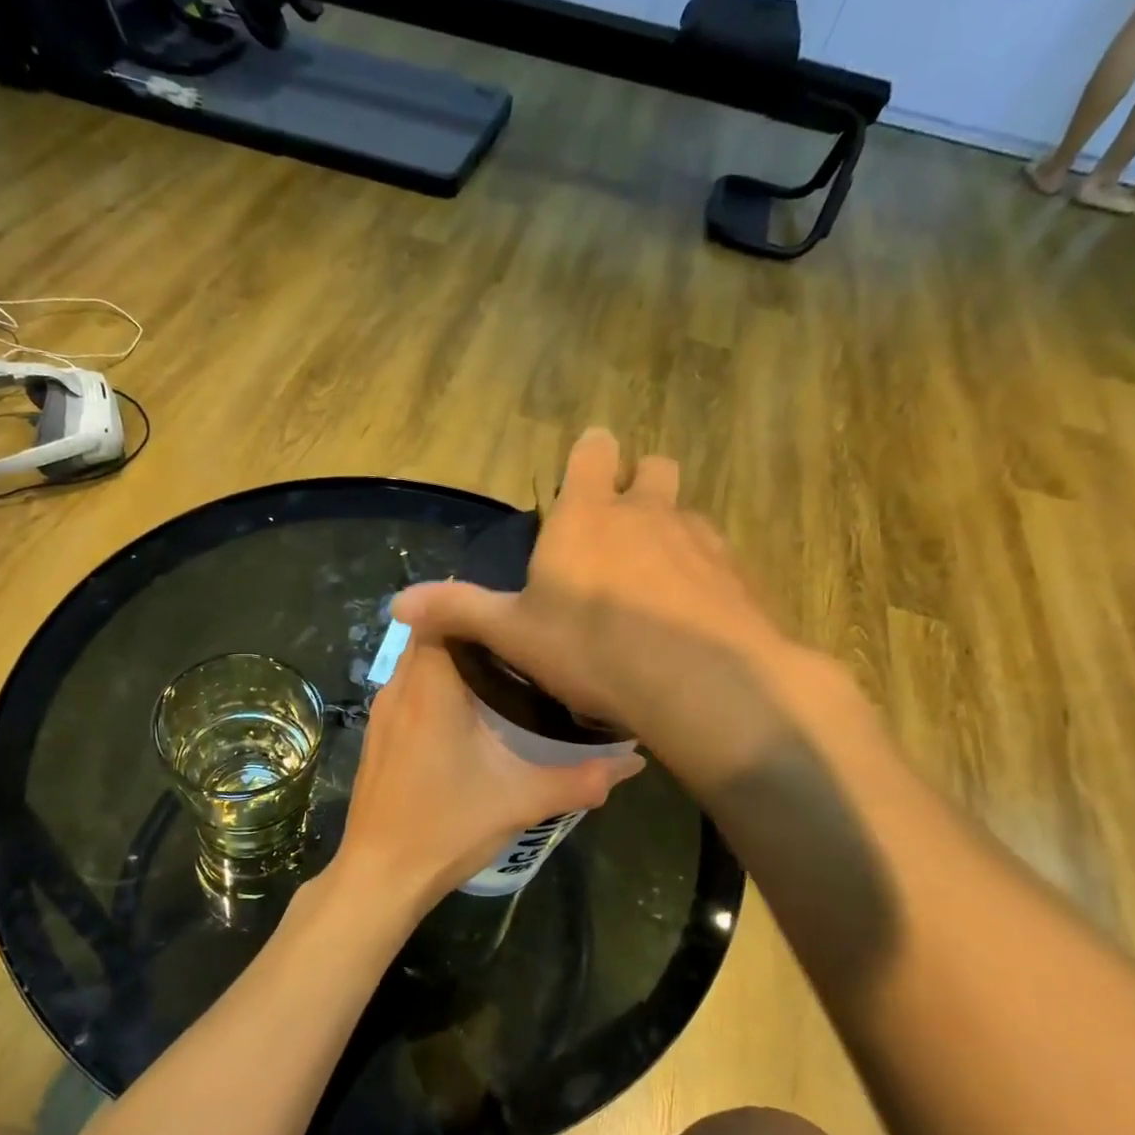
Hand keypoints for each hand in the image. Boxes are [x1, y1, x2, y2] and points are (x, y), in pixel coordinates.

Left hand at [330, 629, 642, 913]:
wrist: (380, 876)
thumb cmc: (447, 828)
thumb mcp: (521, 800)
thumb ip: (582, 779)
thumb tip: (633, 761)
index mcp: (429, 687)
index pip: (442, 614)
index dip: (478, 608)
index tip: (518, 618)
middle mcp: (399, 688)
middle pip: (433, 635)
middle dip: (473, 634)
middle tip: (522, 646)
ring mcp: (382, 712)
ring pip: (418, 663)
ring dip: (453, 661)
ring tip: (504, 673)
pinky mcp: (378, 734)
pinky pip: (408, 690)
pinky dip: (436, 687)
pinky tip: (470, 714)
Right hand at [394, 429, 857, 794]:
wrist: (700, 683)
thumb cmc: (592, 648)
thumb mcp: (514, 634)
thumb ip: (458, 611)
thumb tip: (397, 603)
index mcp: (588, 515)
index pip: (594, 450)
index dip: (589, 456)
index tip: (580, 480)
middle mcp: (648, 512)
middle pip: (654, 467)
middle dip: (639, 485)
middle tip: (618, 531)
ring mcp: (699, 539)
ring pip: (687, 513)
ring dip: (670, 533)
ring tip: (653, 583)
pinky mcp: (737, 575)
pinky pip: (718, 559)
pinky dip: (702, 575)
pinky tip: (689, 618)